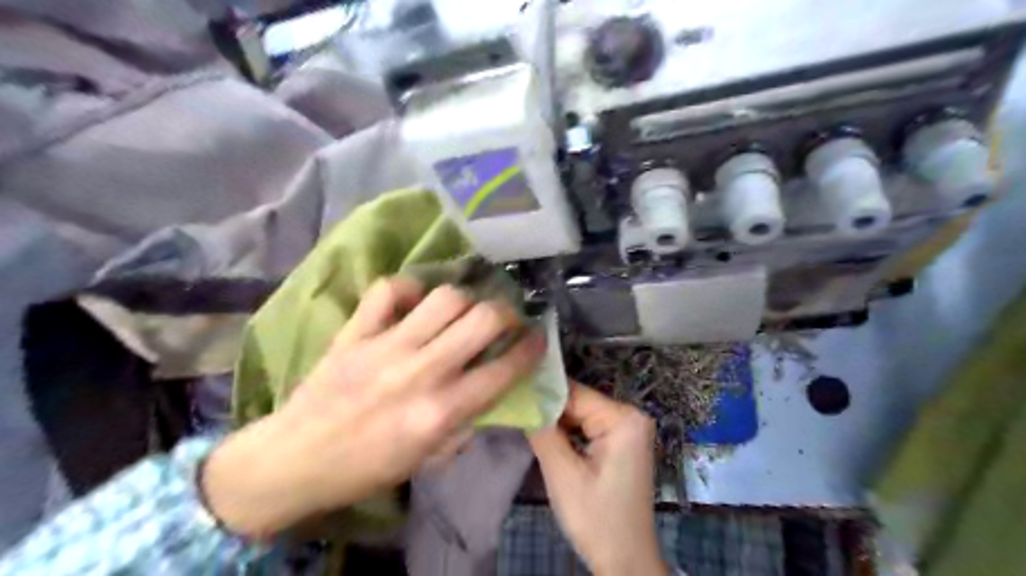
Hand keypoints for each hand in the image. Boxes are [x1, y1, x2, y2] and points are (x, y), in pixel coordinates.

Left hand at [198, 277, 543, 538]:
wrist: (295, 459)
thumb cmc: (367, 466)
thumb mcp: (428, 459)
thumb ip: (465, 423)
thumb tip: (488, 388)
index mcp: (441, 411)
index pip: (503, 369)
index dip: (531, 347)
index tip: (537, 336)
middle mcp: (421, 372)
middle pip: (482, 319)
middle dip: (506, 313)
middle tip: (504, 318)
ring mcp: (386, 346)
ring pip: (444, 297)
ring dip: (465, 299)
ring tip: (463, 309)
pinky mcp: (356, 332)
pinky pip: (389, 291)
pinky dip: (409, 289)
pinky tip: (416, 301)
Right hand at [529, 382, 665, 575]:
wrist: (625, 562)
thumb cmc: (596, 519)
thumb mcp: (563, 474)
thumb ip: (542, 432)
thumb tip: (522, 400)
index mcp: (624, 418)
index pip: (574, 393)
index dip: (541, 394)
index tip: (512, 395)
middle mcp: (631, 416)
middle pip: (578, 402)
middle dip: (548, 411)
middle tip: (516, 413)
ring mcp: (628, 429)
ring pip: (581, 415)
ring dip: (556, 423)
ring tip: (525, 423)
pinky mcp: (622, 443)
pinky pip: (588, 427)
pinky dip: (568, 433)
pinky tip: (547, 437)